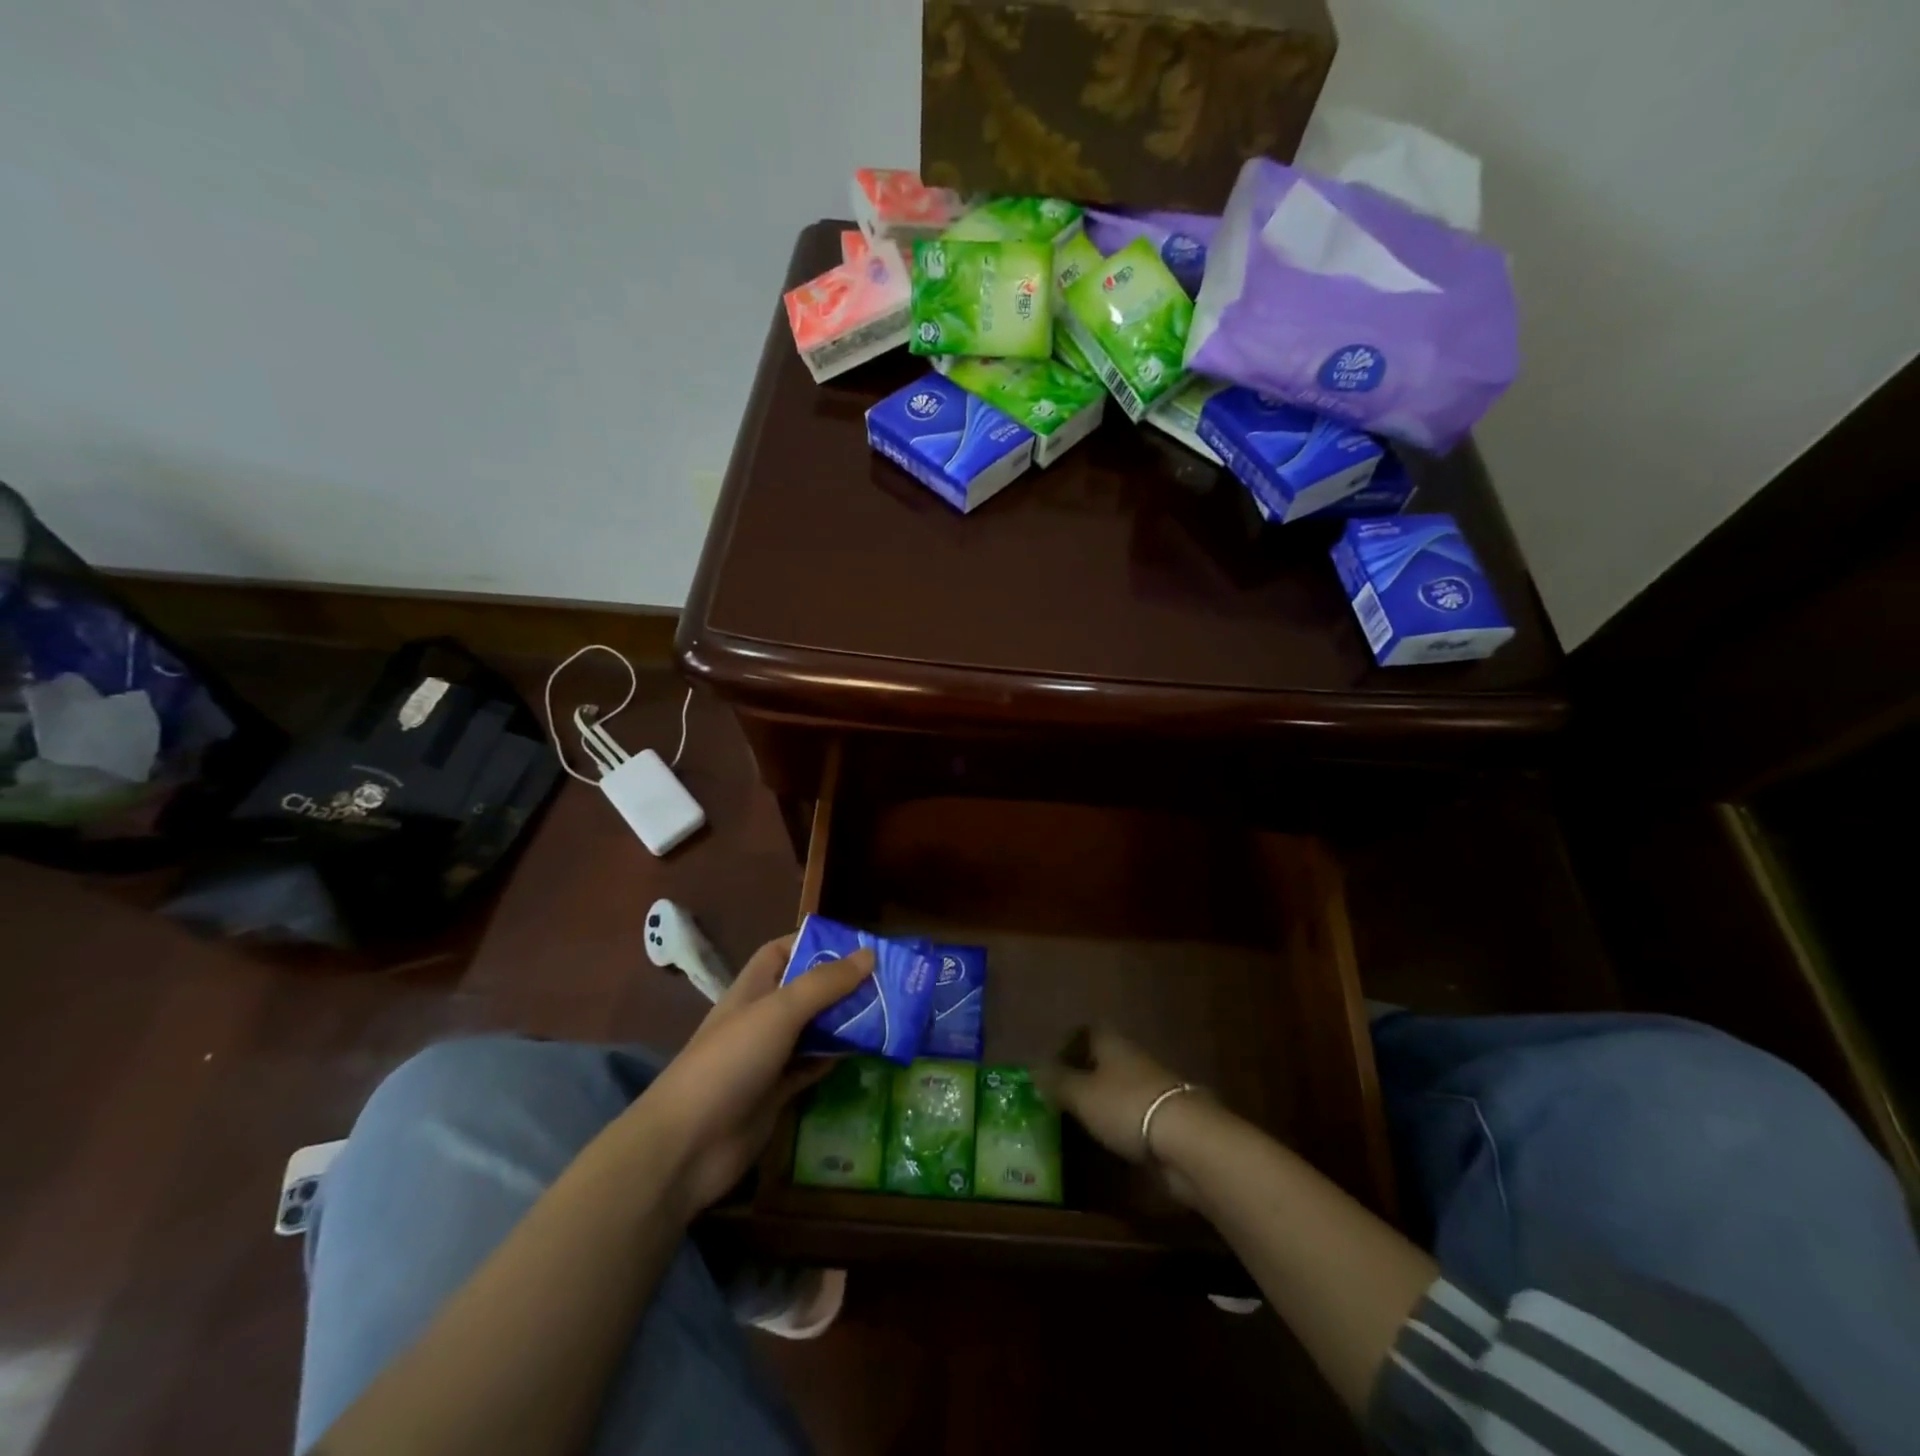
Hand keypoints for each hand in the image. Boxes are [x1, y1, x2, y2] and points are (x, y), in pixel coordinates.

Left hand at [628, 933, 873, 1220]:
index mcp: (753, 988)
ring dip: (844, 1022)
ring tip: (889, 1012)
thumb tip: (869, 955)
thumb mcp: (780, 1011)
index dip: (814, 942)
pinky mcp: (776, 1094)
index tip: (856, 945)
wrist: (687, 1145)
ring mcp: (767, 1058)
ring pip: (813, 1030)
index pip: (782, 951)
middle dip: (841, 984)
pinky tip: (865, 1053)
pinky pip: (812, 1067)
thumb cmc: (730, 1062)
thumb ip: (824, 983)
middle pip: (806, 991)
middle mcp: (761, 1018)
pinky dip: (835, 1058)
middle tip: (888, 981)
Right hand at [1037, 1025, 1208, 1201]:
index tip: (1051, 1066)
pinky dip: (1121, 1123)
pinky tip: (1109, 1141)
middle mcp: (1133, 1059)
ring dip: (1103, 1101)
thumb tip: (1034, 1068)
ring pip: (1120, 1087)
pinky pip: (1135, 1114)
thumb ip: (1057, 1082)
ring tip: (1080, 1122)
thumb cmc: (1126, 1106)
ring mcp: (1153, 1088)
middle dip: (1085, 1075)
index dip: (1069, 1045)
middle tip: (1061, 1097)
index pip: (1088, 1032)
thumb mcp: (1081, 1094)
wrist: (1187, 1140)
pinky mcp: (1167, 1119)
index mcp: (1112, 1044)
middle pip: (1105, 1060)